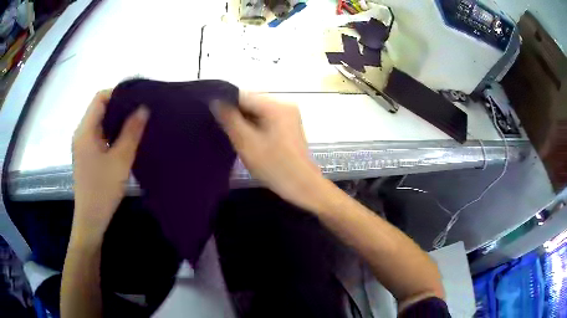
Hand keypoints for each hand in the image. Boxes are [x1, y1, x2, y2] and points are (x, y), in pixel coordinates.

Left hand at [72, 90, 148, 237]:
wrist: (91, 219)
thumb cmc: (103, 190)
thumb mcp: (120, 160)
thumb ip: (131, 132)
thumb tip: (143, 108)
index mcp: (85, 130)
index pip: (100, 98)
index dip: (117, 93)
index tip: (136, 98)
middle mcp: (81, 133)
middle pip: (99, 108)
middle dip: (119, 106)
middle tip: (139, 110)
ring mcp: (82, 145)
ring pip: (100, 122)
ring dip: (116, 120)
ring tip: (135, 123)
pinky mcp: (86, 155)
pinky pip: (99, 135)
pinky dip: (111, 132)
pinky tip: (124, 140)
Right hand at [212, 93, 325, 209]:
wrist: (303, 186)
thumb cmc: (274, 167)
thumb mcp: (247, 143)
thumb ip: (230, 119)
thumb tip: (215, 101)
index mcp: (276, 106)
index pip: (243, 95)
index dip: (225, 103)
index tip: (212, 116)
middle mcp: (284, 104)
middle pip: (251, 102)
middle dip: (236, 113)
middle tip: (222, 128)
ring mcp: (288, 114)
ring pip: (257, 111)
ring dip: (245, 121)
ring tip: (234, 135)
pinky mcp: (289, 124)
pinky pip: (265, 118)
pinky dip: (255, 125)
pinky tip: (248, 138)